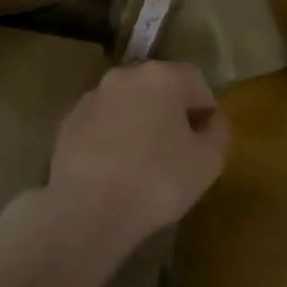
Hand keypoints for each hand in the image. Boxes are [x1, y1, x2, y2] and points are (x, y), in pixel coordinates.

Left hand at [48, 61, 229, 248]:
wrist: (87, 211)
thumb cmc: (157, 181)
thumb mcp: (209, 161)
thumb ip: (219, 131)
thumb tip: (211, 120)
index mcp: (162, 76)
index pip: (196, 81)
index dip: (205, 111)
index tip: (204, 142)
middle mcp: (125, 75)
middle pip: (159, 88)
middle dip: (170, 113)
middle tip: (176, 152)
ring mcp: (92, 97)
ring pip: (128, 104)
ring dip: (139, 124)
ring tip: (142, 164)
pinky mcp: (67, 123)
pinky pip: (102, 124)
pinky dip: (111, 138)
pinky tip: (114, 171)